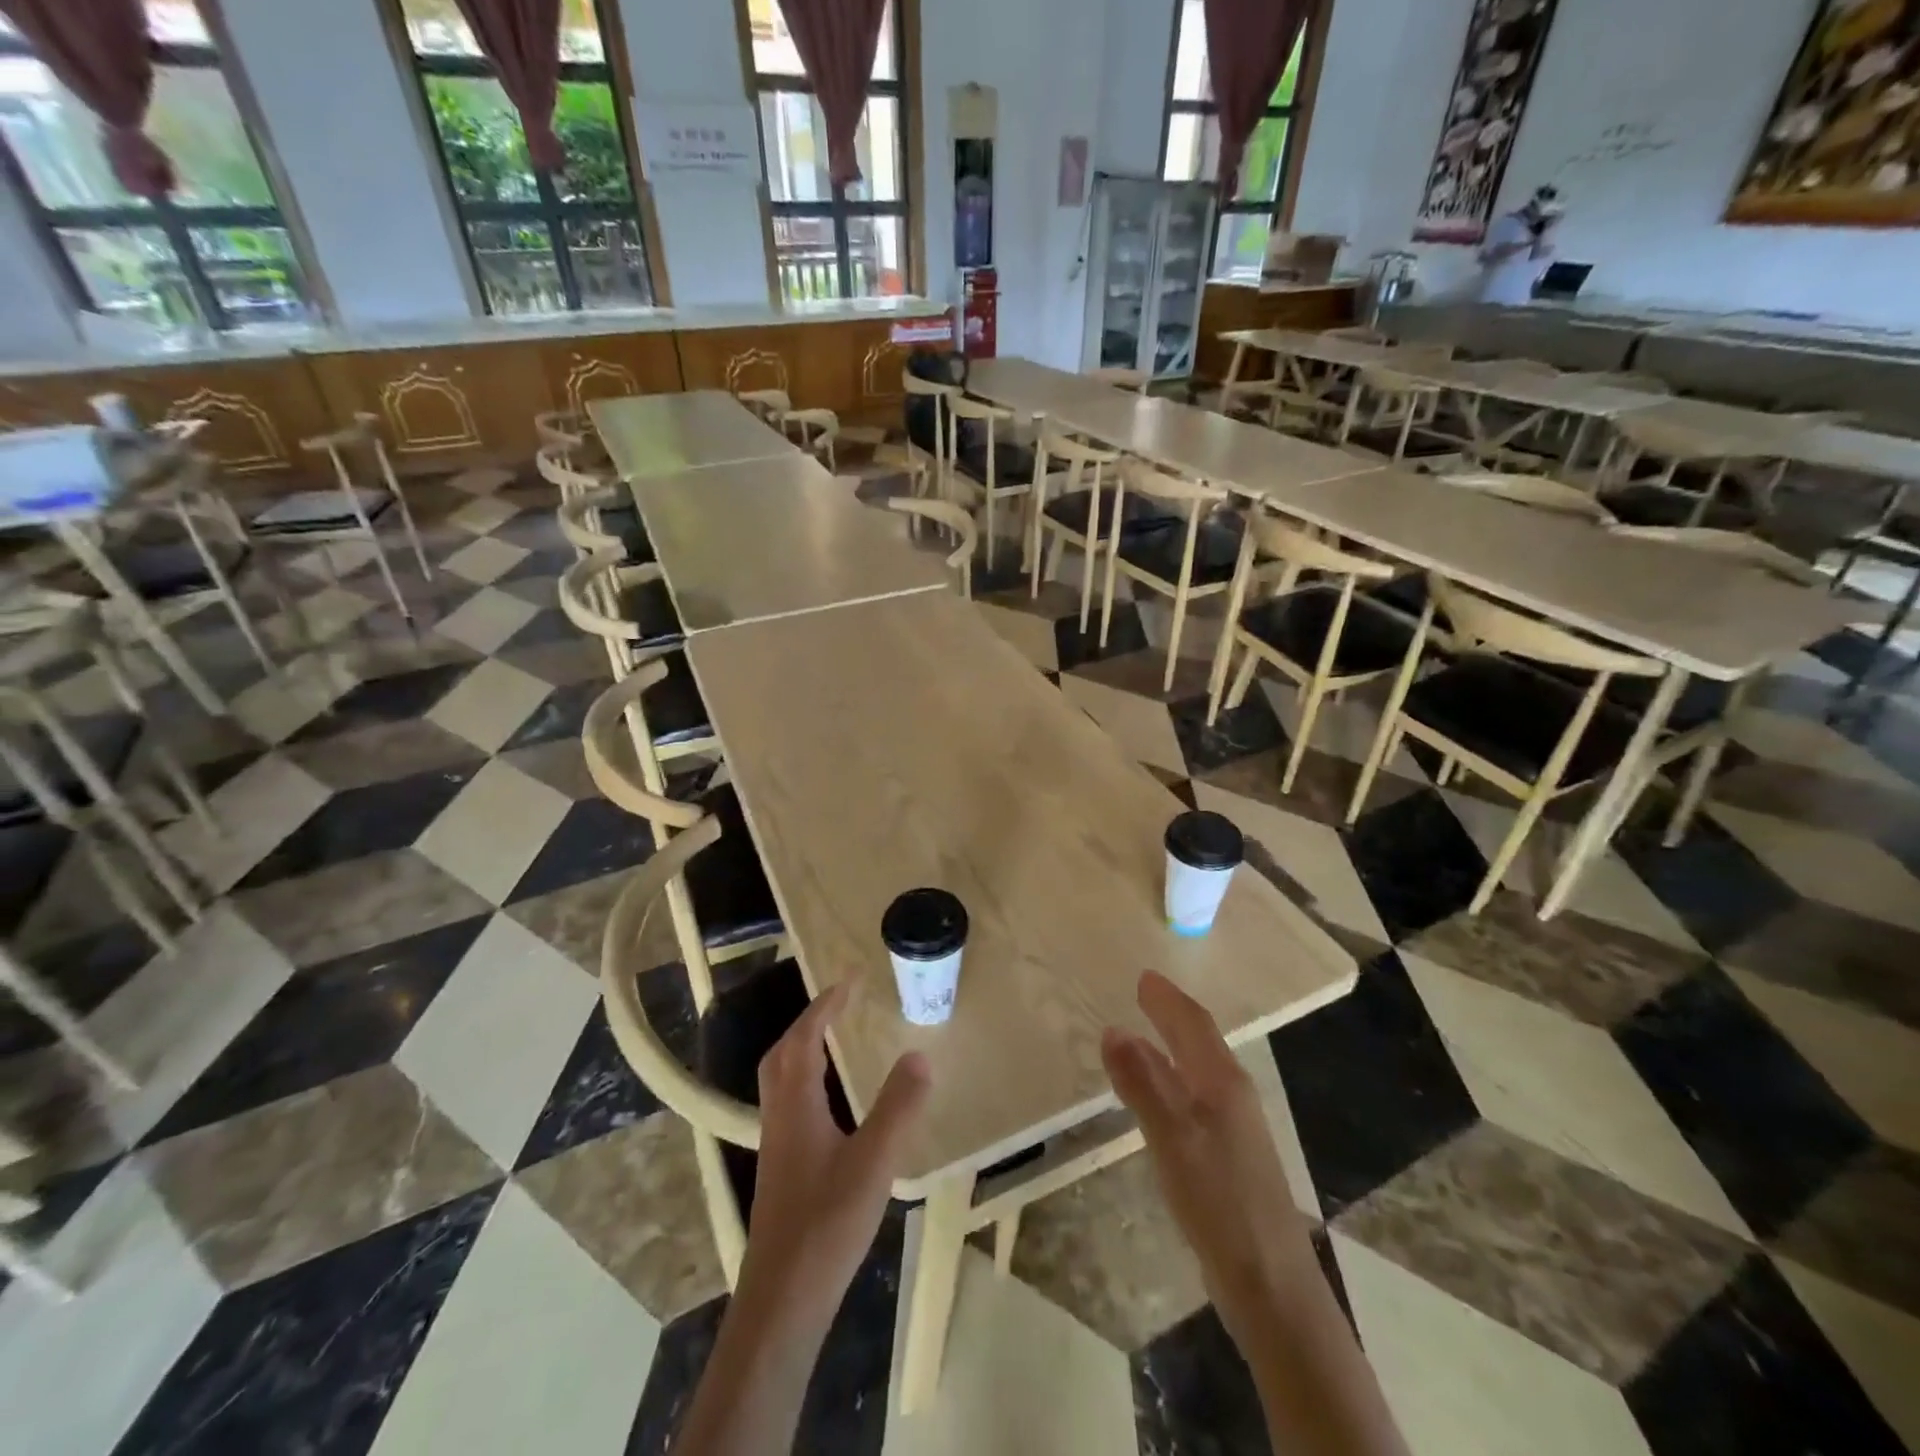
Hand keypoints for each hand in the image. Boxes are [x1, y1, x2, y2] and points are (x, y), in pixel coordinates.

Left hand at [739, 984, 930, 1330]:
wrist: (782, 1299)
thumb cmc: (827, 1224)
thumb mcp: (873, 1162)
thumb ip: (898, 1107)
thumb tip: (919, 1055)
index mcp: (796, 1104)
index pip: (805, 1038)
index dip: (825, 1005)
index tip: (849, 981)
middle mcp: (779, 1116)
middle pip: (783, 1053)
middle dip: (809, 1021)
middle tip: (839, 1004)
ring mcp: (777, 1145)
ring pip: (781, 1079)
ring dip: (804, 1049)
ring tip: (834, 1040)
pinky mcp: (781, 1169)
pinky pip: (789, 1102)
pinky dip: (806, 1080)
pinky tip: (831, 1103)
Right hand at [1101, 971, 1315, 1350]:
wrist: (1270, 1286)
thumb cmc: (1220, 1201)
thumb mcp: (1173, 1138)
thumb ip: (1143, 1083)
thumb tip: (1113, 1029)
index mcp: (1222, 1083)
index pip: (1193, 1026)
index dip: (1167, 1000)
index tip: (1143, 977)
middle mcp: (1232, 1097)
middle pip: (1200, 1043)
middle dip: (1172, 1016)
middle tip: (1145, 994)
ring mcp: (1233, 1129)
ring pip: (1199, 1070)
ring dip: (1173, 1046)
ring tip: (1145, 1034)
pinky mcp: (1227, 1158)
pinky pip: (1194, 1098)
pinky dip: (1173, 1080)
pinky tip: (1158, 1098)